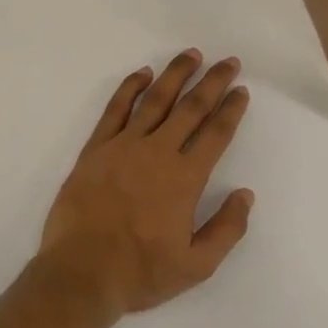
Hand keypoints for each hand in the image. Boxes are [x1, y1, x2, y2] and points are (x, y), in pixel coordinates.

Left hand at [38, 50, 255, 316]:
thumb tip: (245, 195)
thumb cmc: (141, 272)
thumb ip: (226, 229)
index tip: (241, 91)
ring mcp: (124, 145)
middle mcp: (158, 152)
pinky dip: (130, 87)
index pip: (215, 134)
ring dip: (175, 74)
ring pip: (155, 99)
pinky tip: (142, 73)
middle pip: (191, 107)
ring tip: (191, 55)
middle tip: (228, 62)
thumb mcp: (196, 265)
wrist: (81, 272)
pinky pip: (115, 108)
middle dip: (212, 82)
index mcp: (185, 178)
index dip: (231, 109)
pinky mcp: (96, 147)